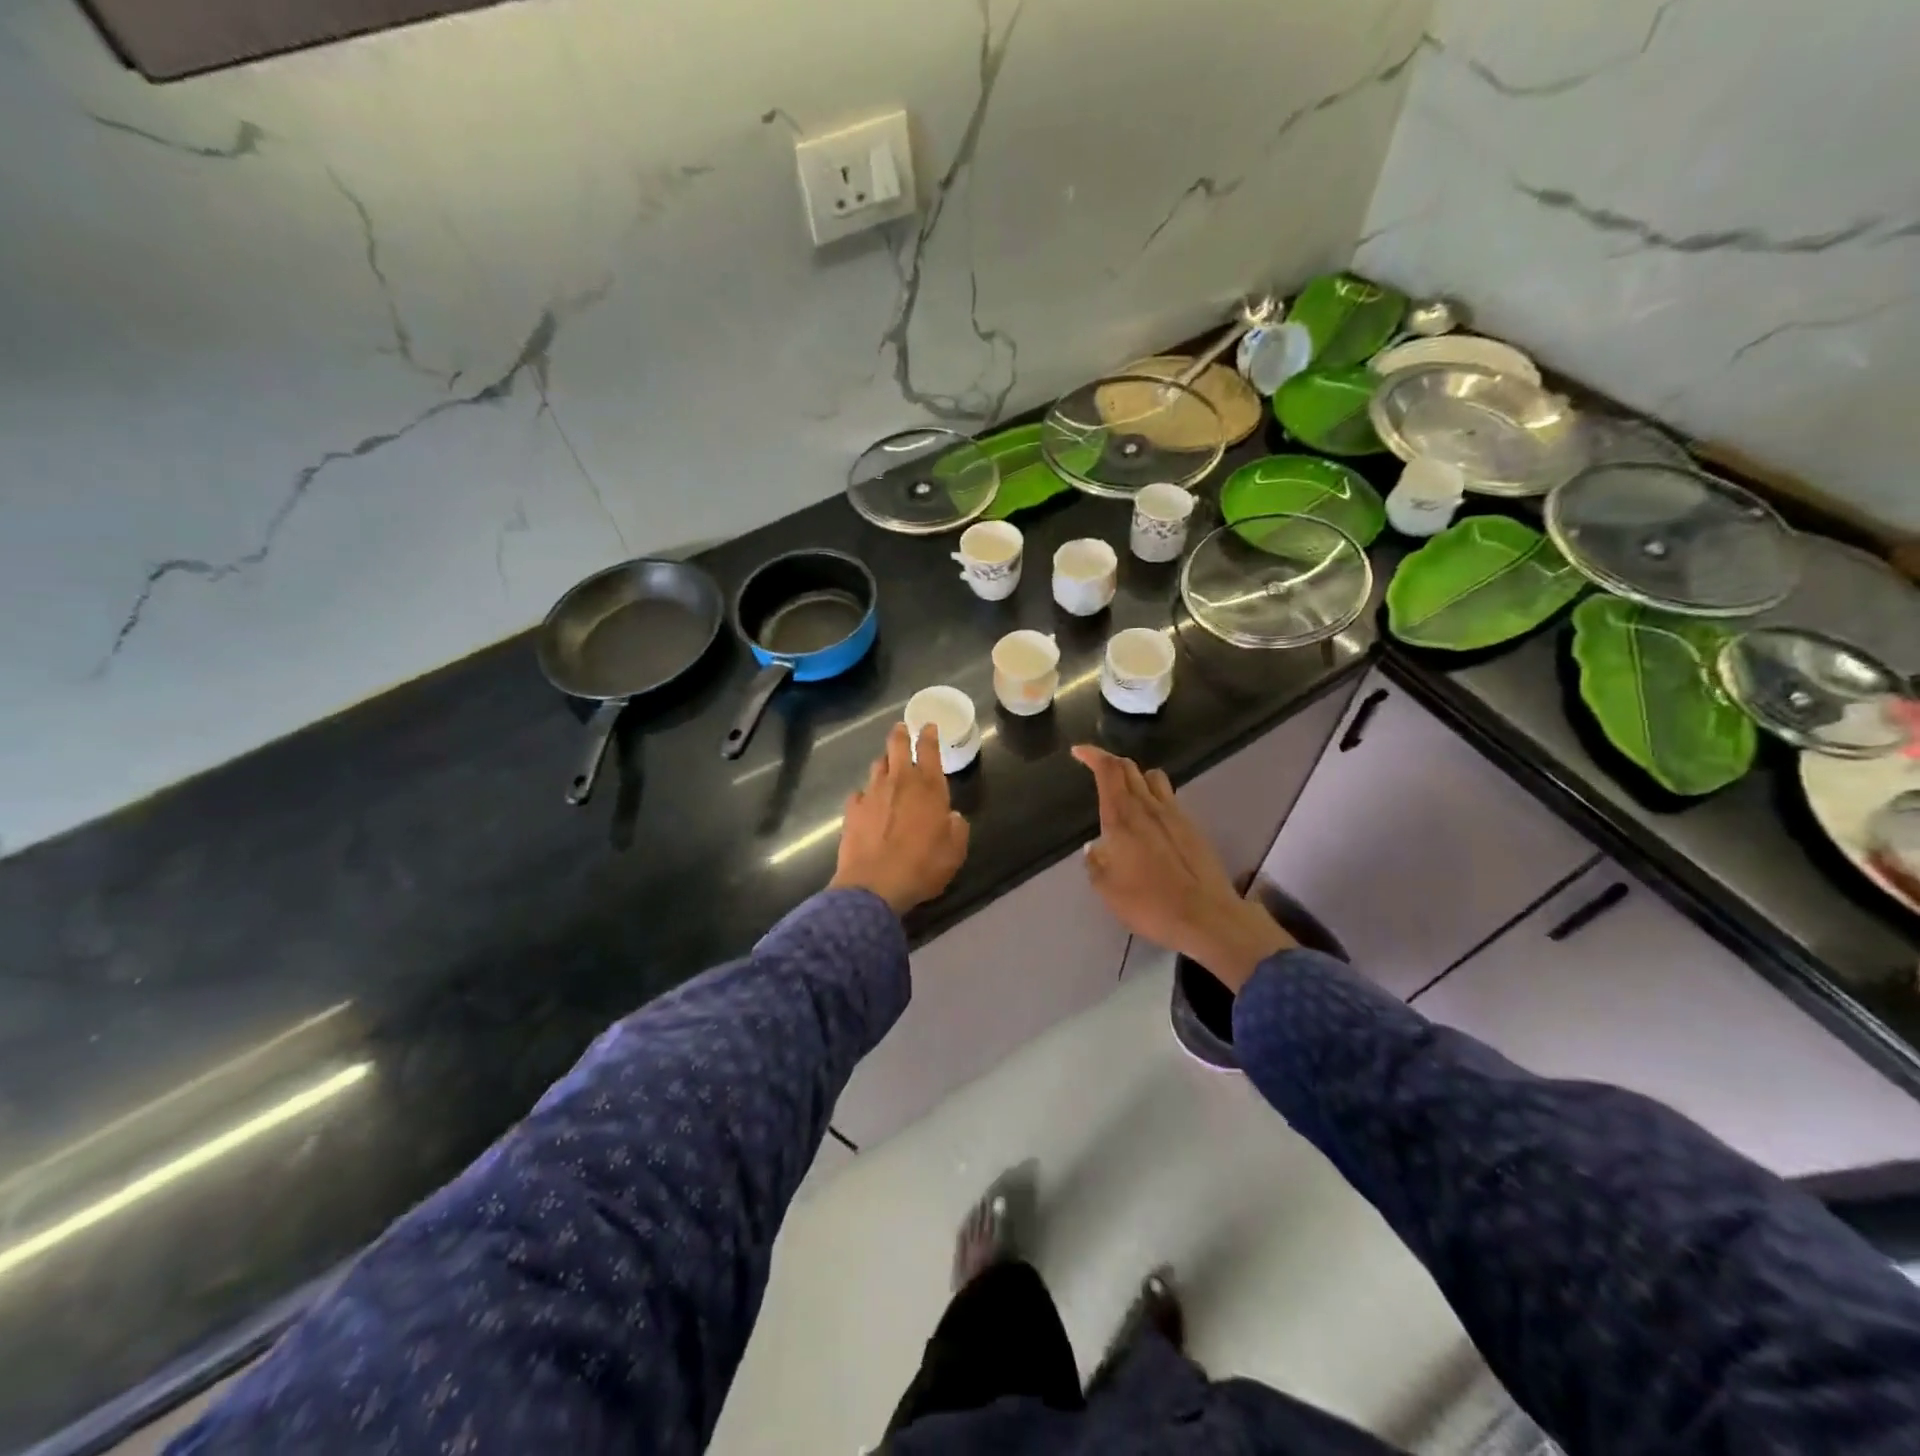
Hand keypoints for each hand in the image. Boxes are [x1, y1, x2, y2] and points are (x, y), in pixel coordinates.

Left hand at [830, 723, 970, 915]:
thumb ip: (957, 828)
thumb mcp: (955, 851)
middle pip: (897, 746)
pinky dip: (866, 794)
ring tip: (888, 765)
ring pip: (877, 766)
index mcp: (928, 787)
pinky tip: (867, 802)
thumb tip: (951, 817)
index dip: (929, 734)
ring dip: (884, 762)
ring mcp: (872, 793)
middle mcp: (899, 782)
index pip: (929, 750)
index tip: (928, 725)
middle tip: (902, 728)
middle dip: (901, 734)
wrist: (874, 886)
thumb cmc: (922, 867)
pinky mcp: (852, 810)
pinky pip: (859, 793)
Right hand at [1072, 745, 1292, 991]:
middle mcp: (1148, 807)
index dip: (1092, 754)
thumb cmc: (1150, 903)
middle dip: (1110, 762)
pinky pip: (1169, 798)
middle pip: (1130, 767)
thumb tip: (1095, 848)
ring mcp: (1174, 814)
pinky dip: (1154, 796)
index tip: (1078, 750)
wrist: (1207, 917)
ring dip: (1136, 776)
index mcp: (1122, 817)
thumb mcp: (1107, 890)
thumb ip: (1096, 864)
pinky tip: (1150, 818)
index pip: (1108, 770)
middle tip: (1096, 767)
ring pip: (1153, 778)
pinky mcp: (1192, 827)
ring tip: (1126, 791)